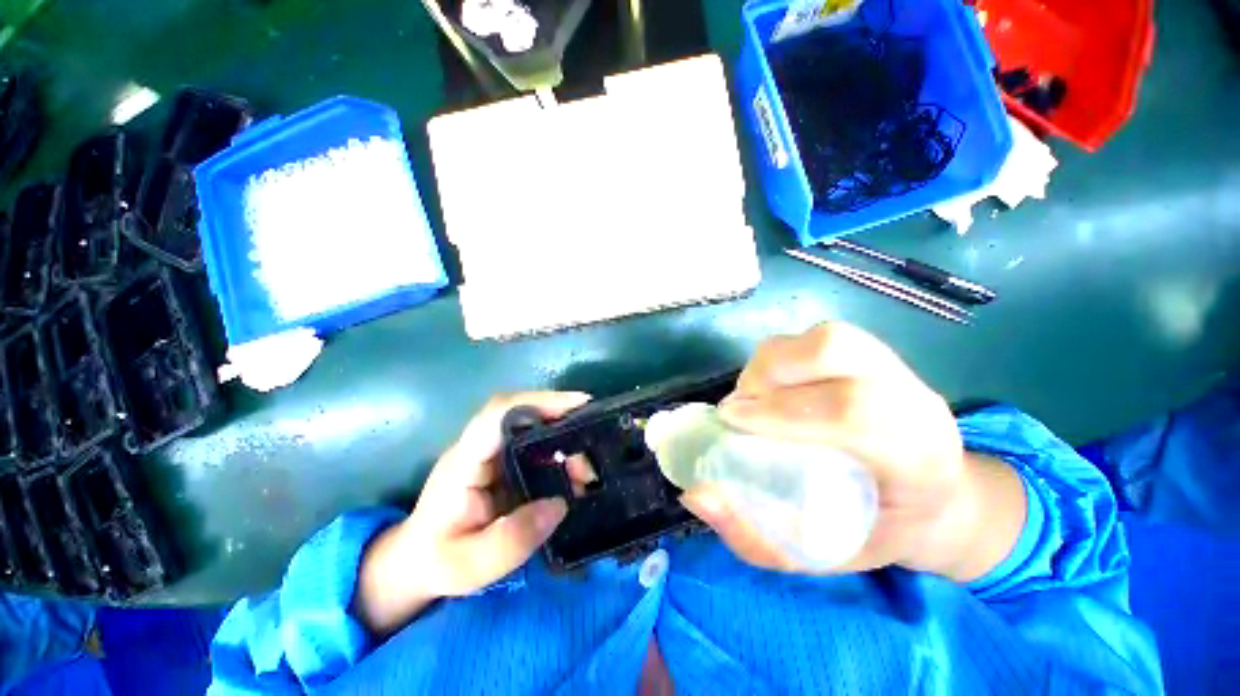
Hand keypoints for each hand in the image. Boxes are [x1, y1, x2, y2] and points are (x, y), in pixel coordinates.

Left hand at [355, 392, 588, 635]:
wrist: (415, 564)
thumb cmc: (436, 562)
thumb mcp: (469, 565)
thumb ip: (512, 539)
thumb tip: (559, 504)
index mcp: (464, 461)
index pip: (498, 413)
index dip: (538, 402)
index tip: (578, 404)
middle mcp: (480, 447)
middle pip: (523, 414)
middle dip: (563, 421)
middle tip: (594, 444)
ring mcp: (493, 453)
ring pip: (533, 429)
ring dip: (566, 441)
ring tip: (588, 470)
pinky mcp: (505, 463)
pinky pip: (536, 447)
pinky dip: (561, 454)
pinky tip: (577, 474)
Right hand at [681, 323, 1024, 581]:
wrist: (932, 501)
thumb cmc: (873, 532)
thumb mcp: (814, 555)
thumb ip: (752, 535)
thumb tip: (697, 495)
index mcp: (920, 458)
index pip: (851, 413)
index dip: (781, 411)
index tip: (731, 422)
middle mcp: (915, 400)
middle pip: (835, 351)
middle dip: (769, 374)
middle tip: (737, 408)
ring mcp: (898, 370)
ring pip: (823, 337)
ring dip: (772, 363)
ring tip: (753, 396)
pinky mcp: (875, 355)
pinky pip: (817, 338)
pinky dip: (782, 358)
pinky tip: (774, 388)